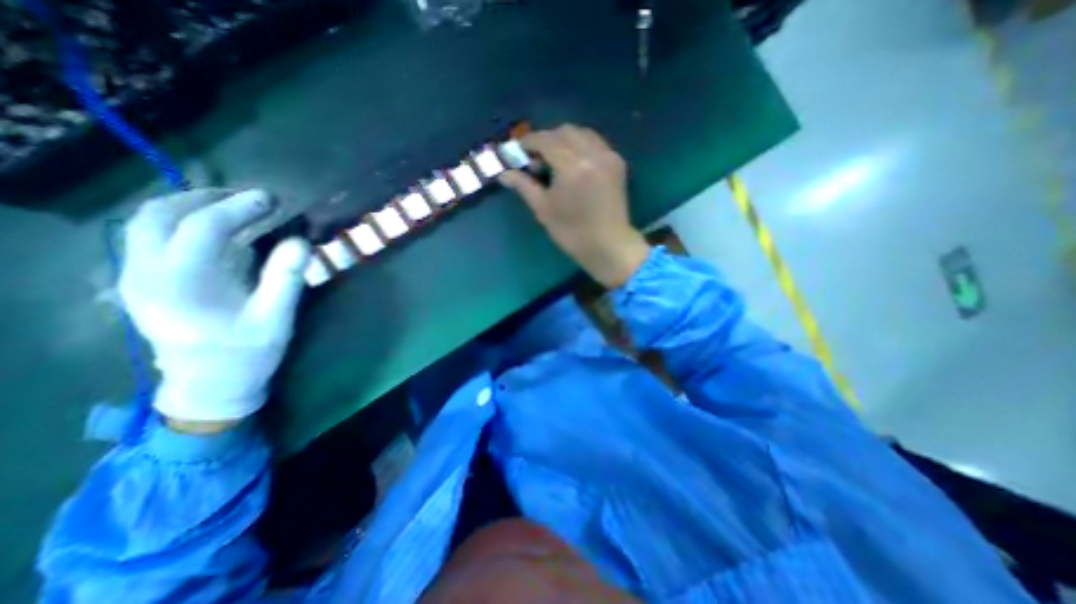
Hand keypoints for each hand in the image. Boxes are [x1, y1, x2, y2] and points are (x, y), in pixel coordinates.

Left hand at [122, 190, 314, 423]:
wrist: (208, 383)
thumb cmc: (247, 352)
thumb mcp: (275, 319)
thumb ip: (285, 279)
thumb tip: (301, 242)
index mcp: (183, 284)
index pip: (202, 227)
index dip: (239, 207)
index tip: (270, 199)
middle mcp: (146, 273)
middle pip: (159, 214)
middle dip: (207, 198)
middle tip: (250, 199)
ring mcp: (136, 276)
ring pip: (146, 221)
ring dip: (190, 205)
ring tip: (234, 207)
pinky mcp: (141, 280)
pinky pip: (150, 235)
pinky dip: (182, 221)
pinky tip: (216, 228)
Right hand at [497, 123, 647, 287]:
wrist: (609, 246)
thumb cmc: (572, 233)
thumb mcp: (544, 210)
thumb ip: (524, 186)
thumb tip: (503, 174)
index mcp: (572, 166)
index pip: (546, 140)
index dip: (529, 142)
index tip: (519, 151)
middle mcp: (592, 153)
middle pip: (564, 131)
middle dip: (546, 140)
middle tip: (536, 160)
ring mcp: (608, 155)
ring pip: (581, 133)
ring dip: (564, 140)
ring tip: (555, 161)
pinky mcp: (617, 162)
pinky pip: (595, 142)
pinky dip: (580, 146)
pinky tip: (574, 164)